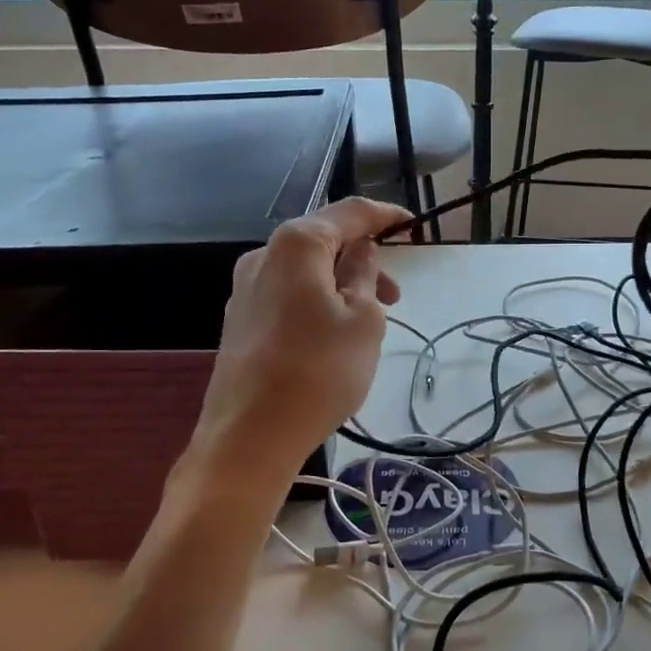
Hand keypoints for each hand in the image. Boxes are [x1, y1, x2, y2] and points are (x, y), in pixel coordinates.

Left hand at [187, 198, 409, 485]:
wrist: (250, 436)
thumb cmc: (319, 371)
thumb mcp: (363, 320)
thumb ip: (365, 274)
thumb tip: (360, 251)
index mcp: (296, 245)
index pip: (348, 213)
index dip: (383, 216)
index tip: (411, 224)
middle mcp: (263, 256)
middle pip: (322, 242)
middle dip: (363, 260)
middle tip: (395, 297)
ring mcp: (244, 290)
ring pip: (305, 272)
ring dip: (341, 285)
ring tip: (368, 323)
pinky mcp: (239, 321)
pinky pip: (288, 295)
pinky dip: (317, 302)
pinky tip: (332, 336)